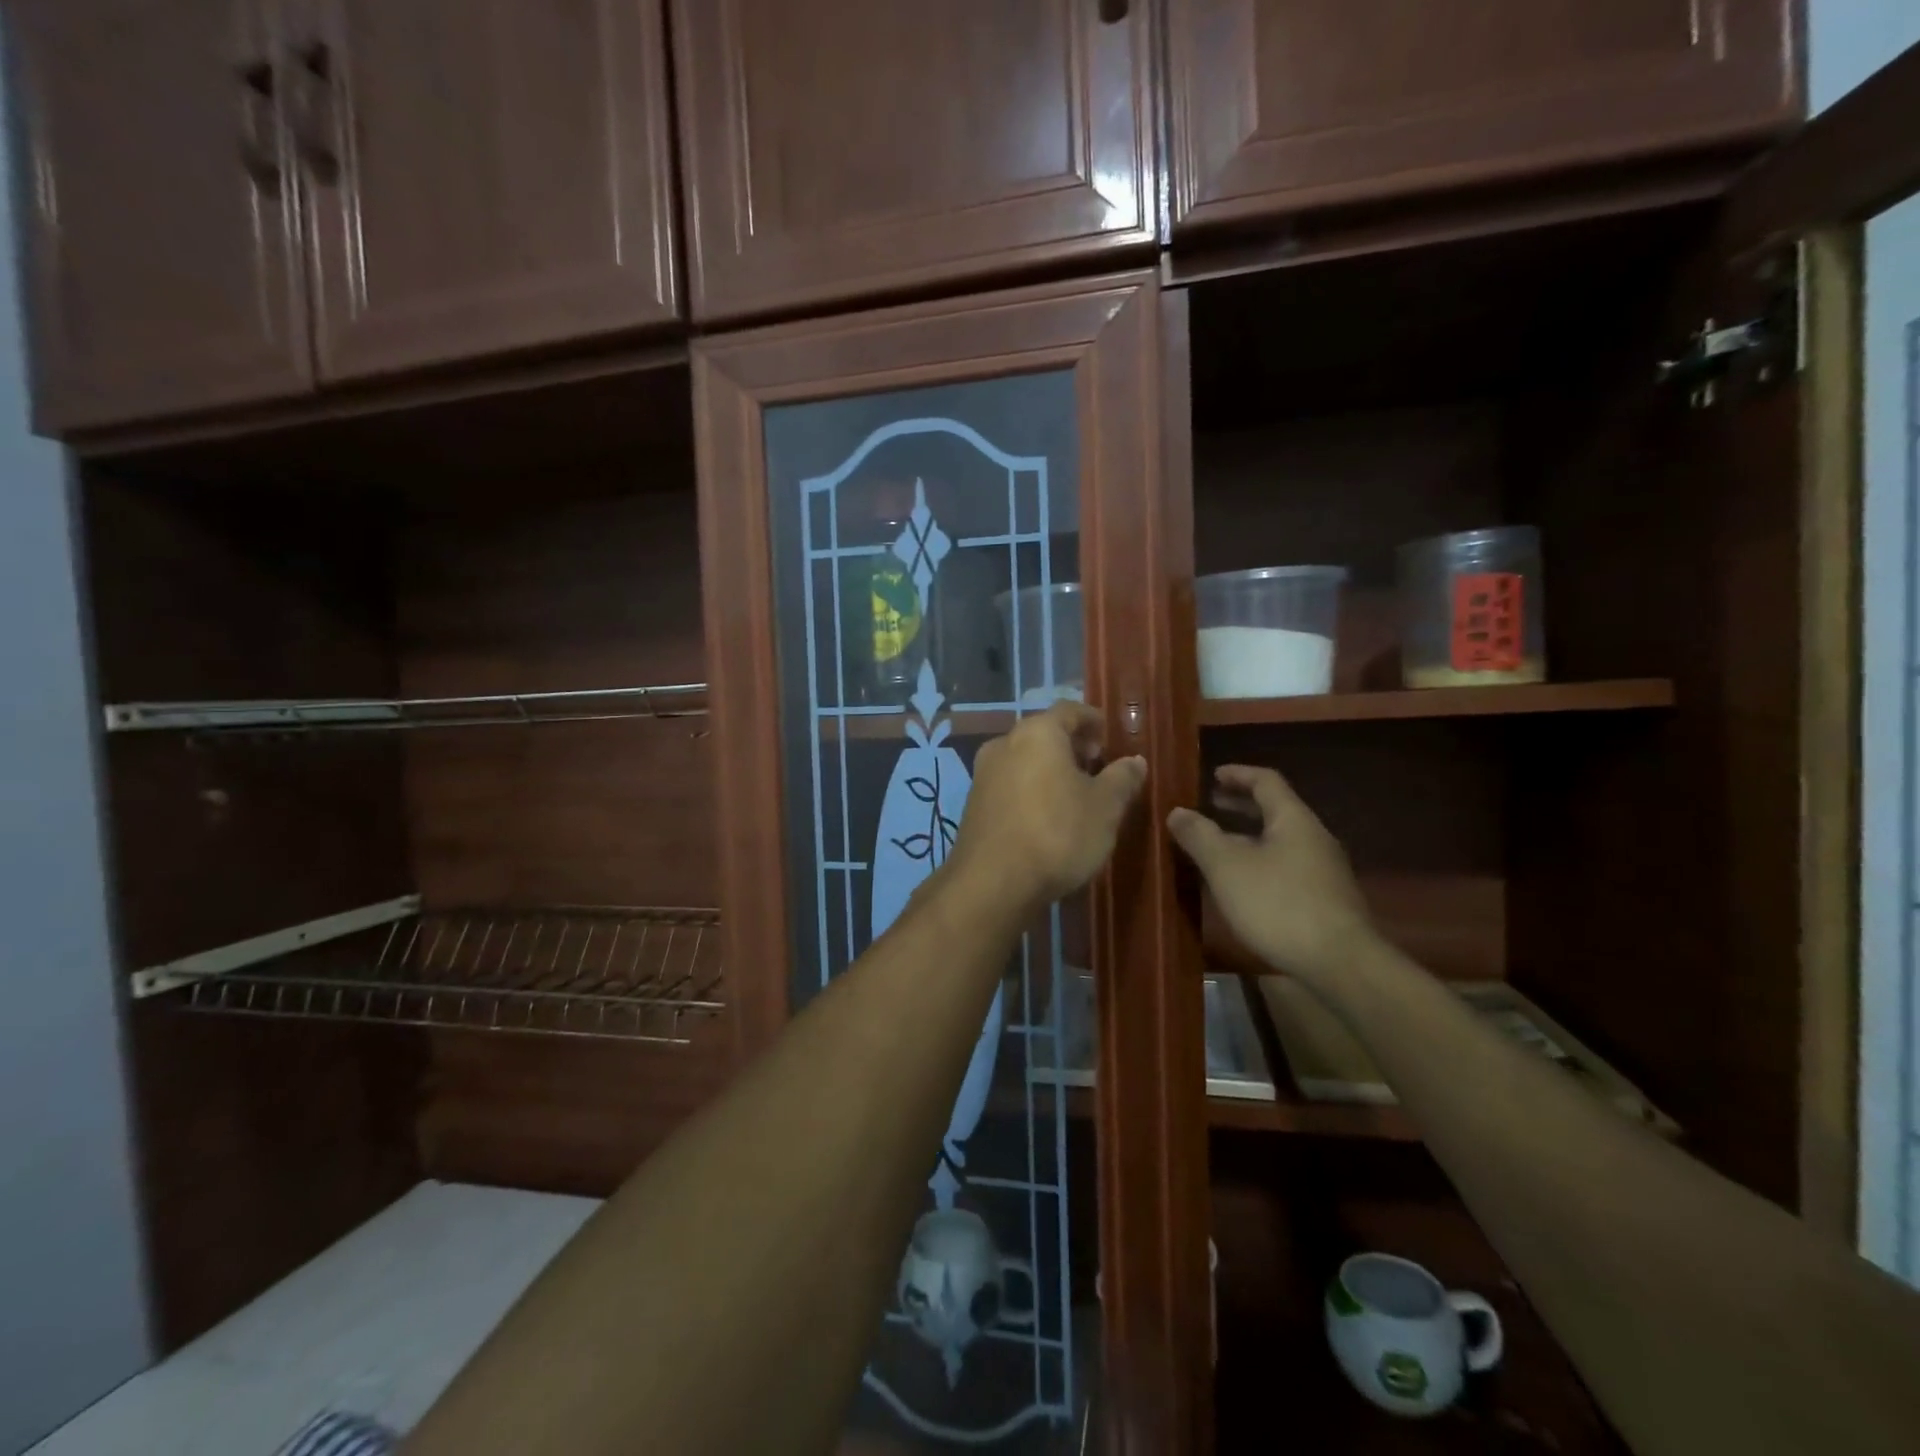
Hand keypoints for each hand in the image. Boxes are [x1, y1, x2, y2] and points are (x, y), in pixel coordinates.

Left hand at [947, 701, 1146, 914]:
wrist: (993, 883)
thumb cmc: (1057, 834)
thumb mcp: (1105, 808)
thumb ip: (1122, 778)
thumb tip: (1135, 761)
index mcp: (1038, 733)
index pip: (1070, 710)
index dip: (1093, 720)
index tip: (1110, 738)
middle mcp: (1004, 744)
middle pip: (1044, 733)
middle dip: (1072, 747)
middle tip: (1097, 768)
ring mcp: (983, 774)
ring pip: (1024, 759)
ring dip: (1050, 769)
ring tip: (1075, 795)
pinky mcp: (973, 804)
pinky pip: (1010, 784)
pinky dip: (1031, 789)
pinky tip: (1046, 816)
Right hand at [1167, 764, 1373, 985]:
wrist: (1340, 963)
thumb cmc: (1278, 904)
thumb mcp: (1226, 867)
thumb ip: (1199, 836)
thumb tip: (1177, 811)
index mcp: (1292, 819)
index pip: (1266, 781)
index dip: (1238, 774)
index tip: (1213, 775)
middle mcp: (1313, 837)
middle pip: (1275, 810)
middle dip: (1241, 805)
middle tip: (1211, 805)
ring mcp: (1323, 869)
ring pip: (1280, 840)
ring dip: (1249, 836)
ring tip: (1219, 845)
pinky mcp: (1325, 898)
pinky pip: (1287, 865)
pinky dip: (1260, 860)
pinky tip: (1243, 883)